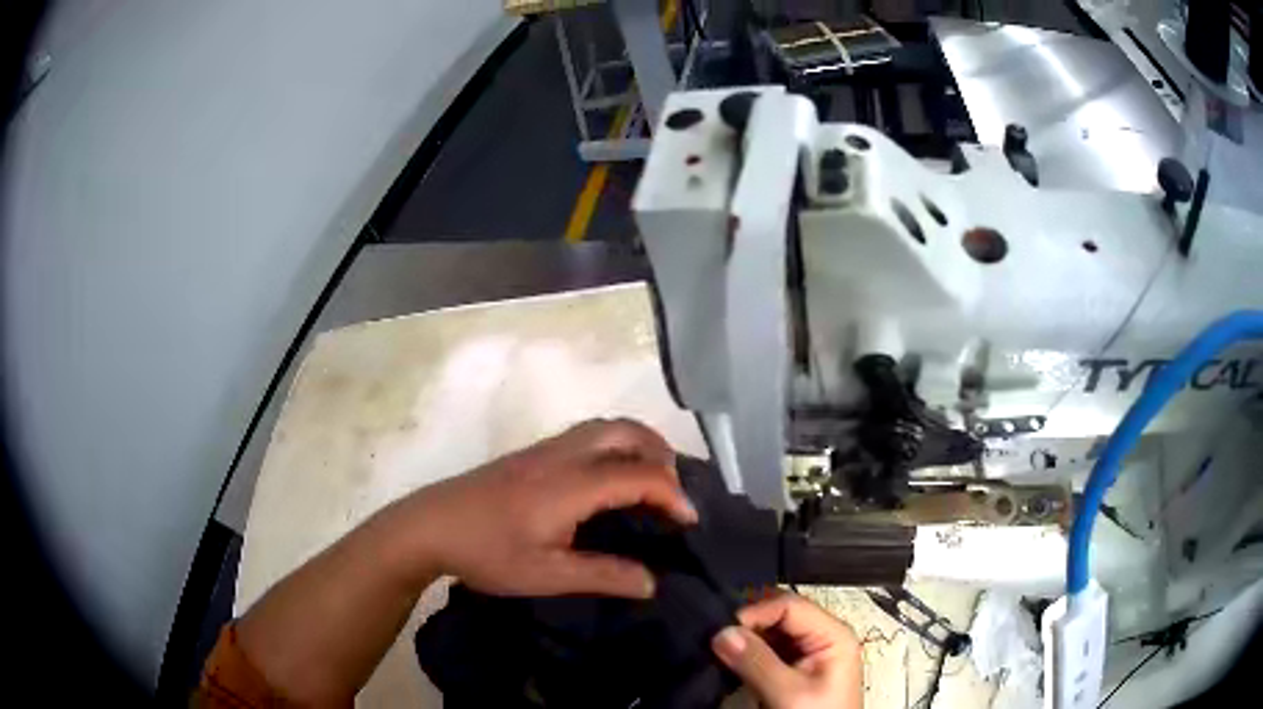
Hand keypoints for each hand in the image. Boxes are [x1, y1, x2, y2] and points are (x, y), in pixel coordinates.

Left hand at [396, 418, 697, 598]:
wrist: (428, 526)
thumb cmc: (486, 553)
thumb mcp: (546, 575)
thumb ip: (603, 576)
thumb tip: (652, 582)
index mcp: (571, 485)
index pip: (639, 474)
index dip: (673, 493)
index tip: (690, 521)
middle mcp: (562, 456)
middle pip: (626, 431)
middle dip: (661, 453)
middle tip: (674, 491)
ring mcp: (544, 450)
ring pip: (604, 426)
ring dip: (637, 443)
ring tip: (650, 479)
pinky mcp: (531, 453)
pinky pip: (586, 434)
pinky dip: (614, 444)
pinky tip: (608, 477)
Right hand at [712, 592, 862, 708]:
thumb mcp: (788, 693)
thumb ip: (757, 662)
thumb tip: (722, 633)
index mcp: (832, 634)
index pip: (789, 605)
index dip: (755, 613)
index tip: (722, 631)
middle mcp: (822, 636)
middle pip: (779, 615)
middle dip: (748, 626)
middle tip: (716, 640)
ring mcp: (808, 653)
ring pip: (770, 632)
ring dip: (745, 640)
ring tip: (719, 651)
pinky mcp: (793, 669)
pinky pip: (767, 651)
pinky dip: (747, 654)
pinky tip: (731, 662)